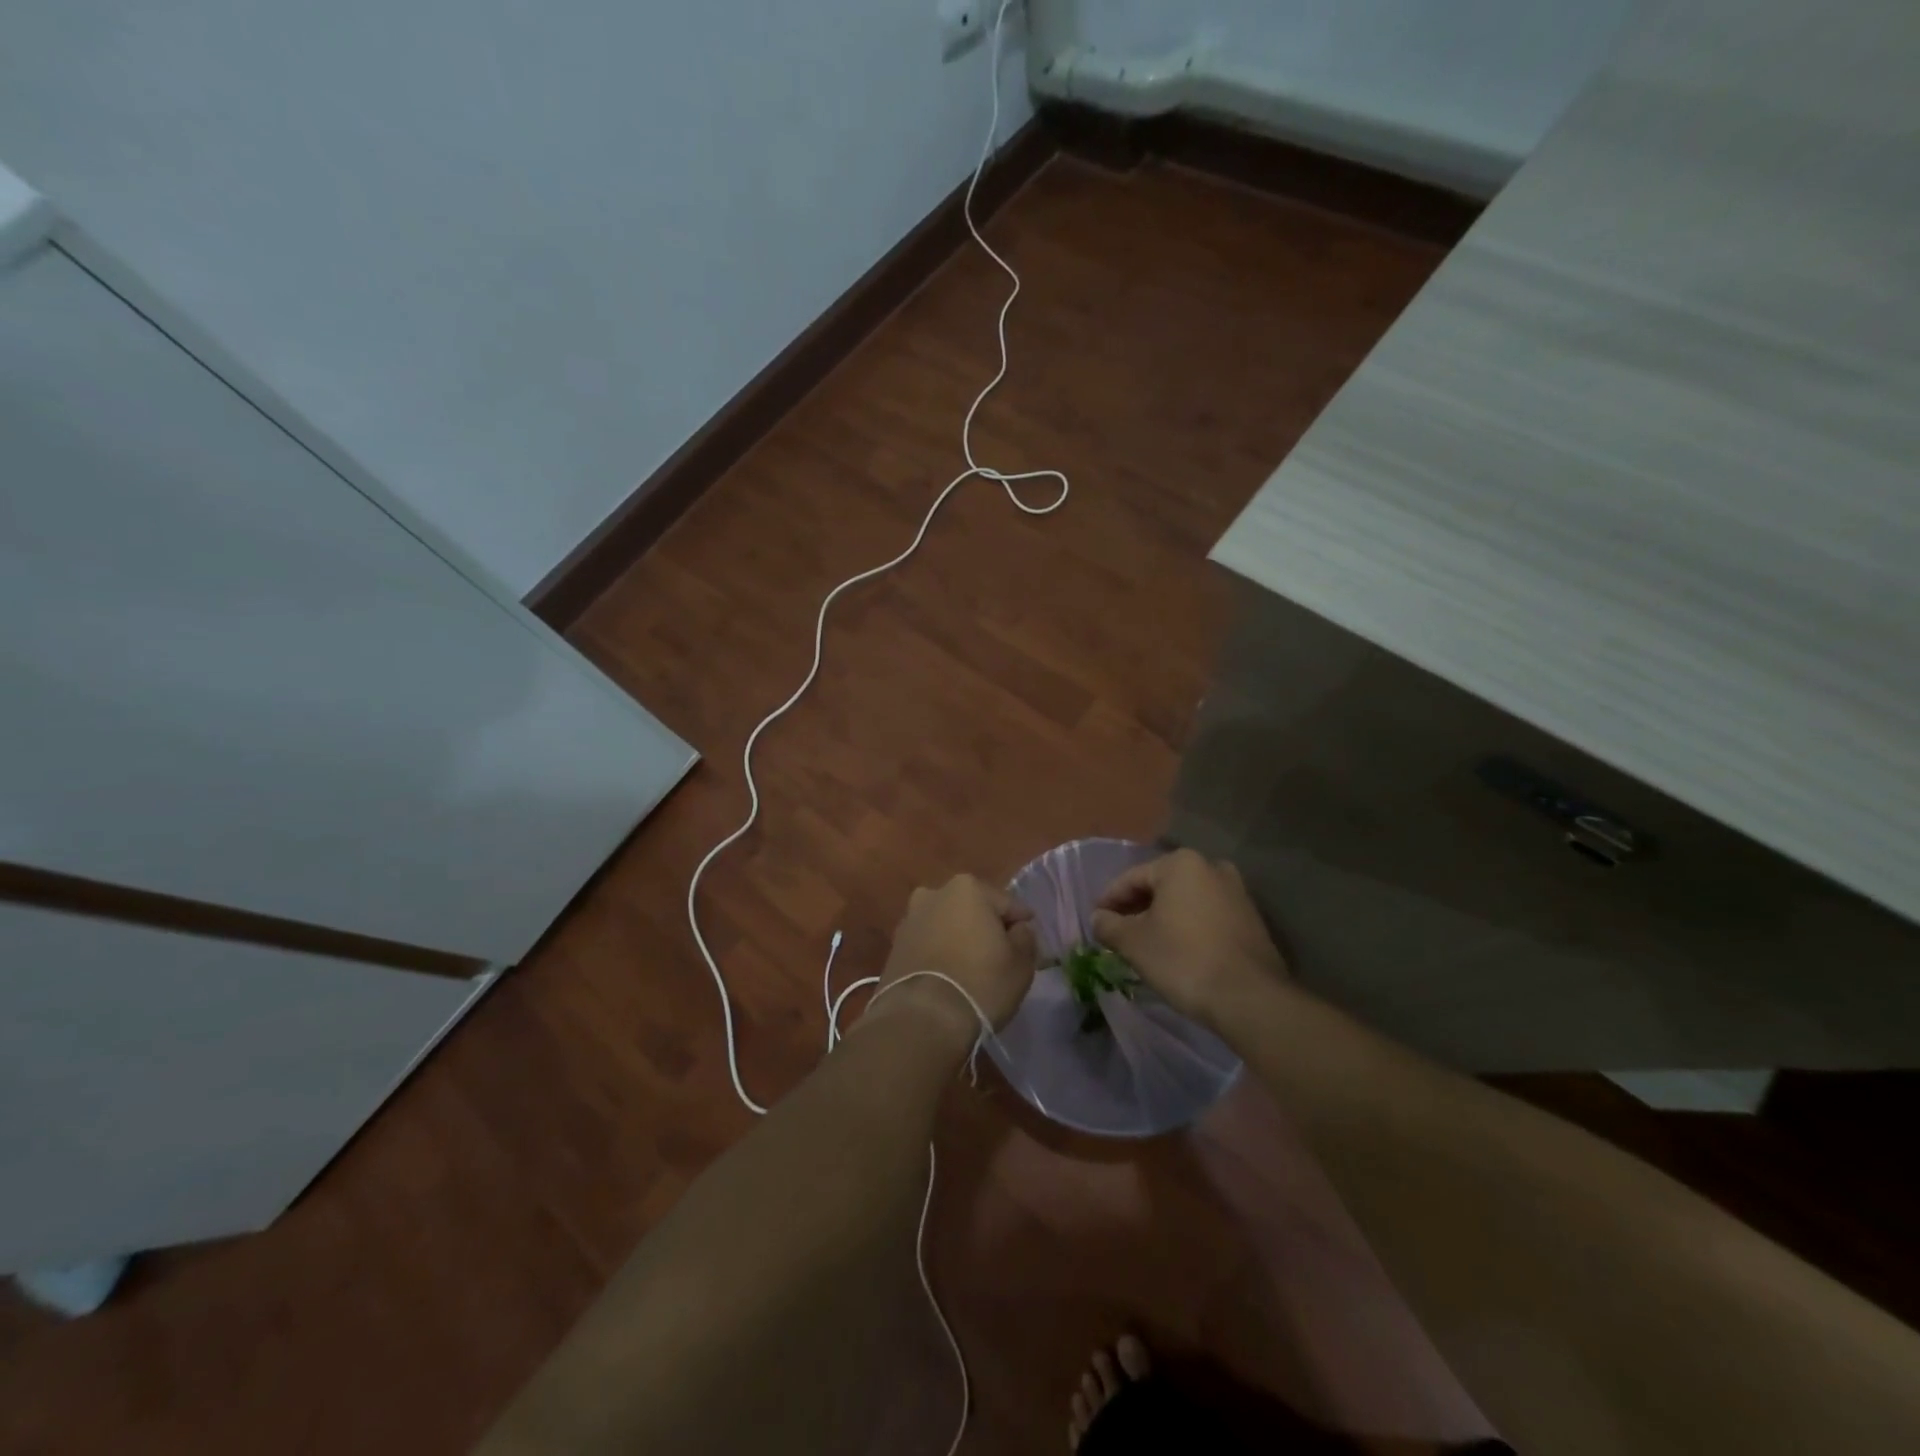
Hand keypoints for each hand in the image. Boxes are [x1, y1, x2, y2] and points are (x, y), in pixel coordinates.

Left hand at [866, 874, 1038, 1046]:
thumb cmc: (981, 983)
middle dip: (985, 926)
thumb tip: (1017, 929)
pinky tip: (949, 976)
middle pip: (972, 909)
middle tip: (1000, 953)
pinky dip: (939, 954)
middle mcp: (933, 894)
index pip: (1006, 903)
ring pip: (946, 925)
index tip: (1028, 940)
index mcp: (967, 888)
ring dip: (959, 938)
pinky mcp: (894, 947)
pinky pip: (927, 944)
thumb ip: (1025, 937)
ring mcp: (909, 920)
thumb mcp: (1021, 962)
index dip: (1020, 923)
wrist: (922, 1019)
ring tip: (972, 967)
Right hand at [1090, 848, 1287, 1028]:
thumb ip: (1109, 925)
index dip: (1109, 900)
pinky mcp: (1251, 918)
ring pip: (1185, 901)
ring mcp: (1236, 892)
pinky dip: (1188, 927)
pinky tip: (1177, 951)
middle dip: (1137, 908)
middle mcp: (1211, 867)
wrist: (1250, 998)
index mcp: (1180, 864)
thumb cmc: (1183, 960)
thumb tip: (1098, 918)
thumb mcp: (1134, 943)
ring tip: (1146, 944)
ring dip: (1163, 917)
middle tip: (1118, 933)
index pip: (1132, 878)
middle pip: (1160, 886)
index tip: (1096, 921)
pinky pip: (1207, 915)